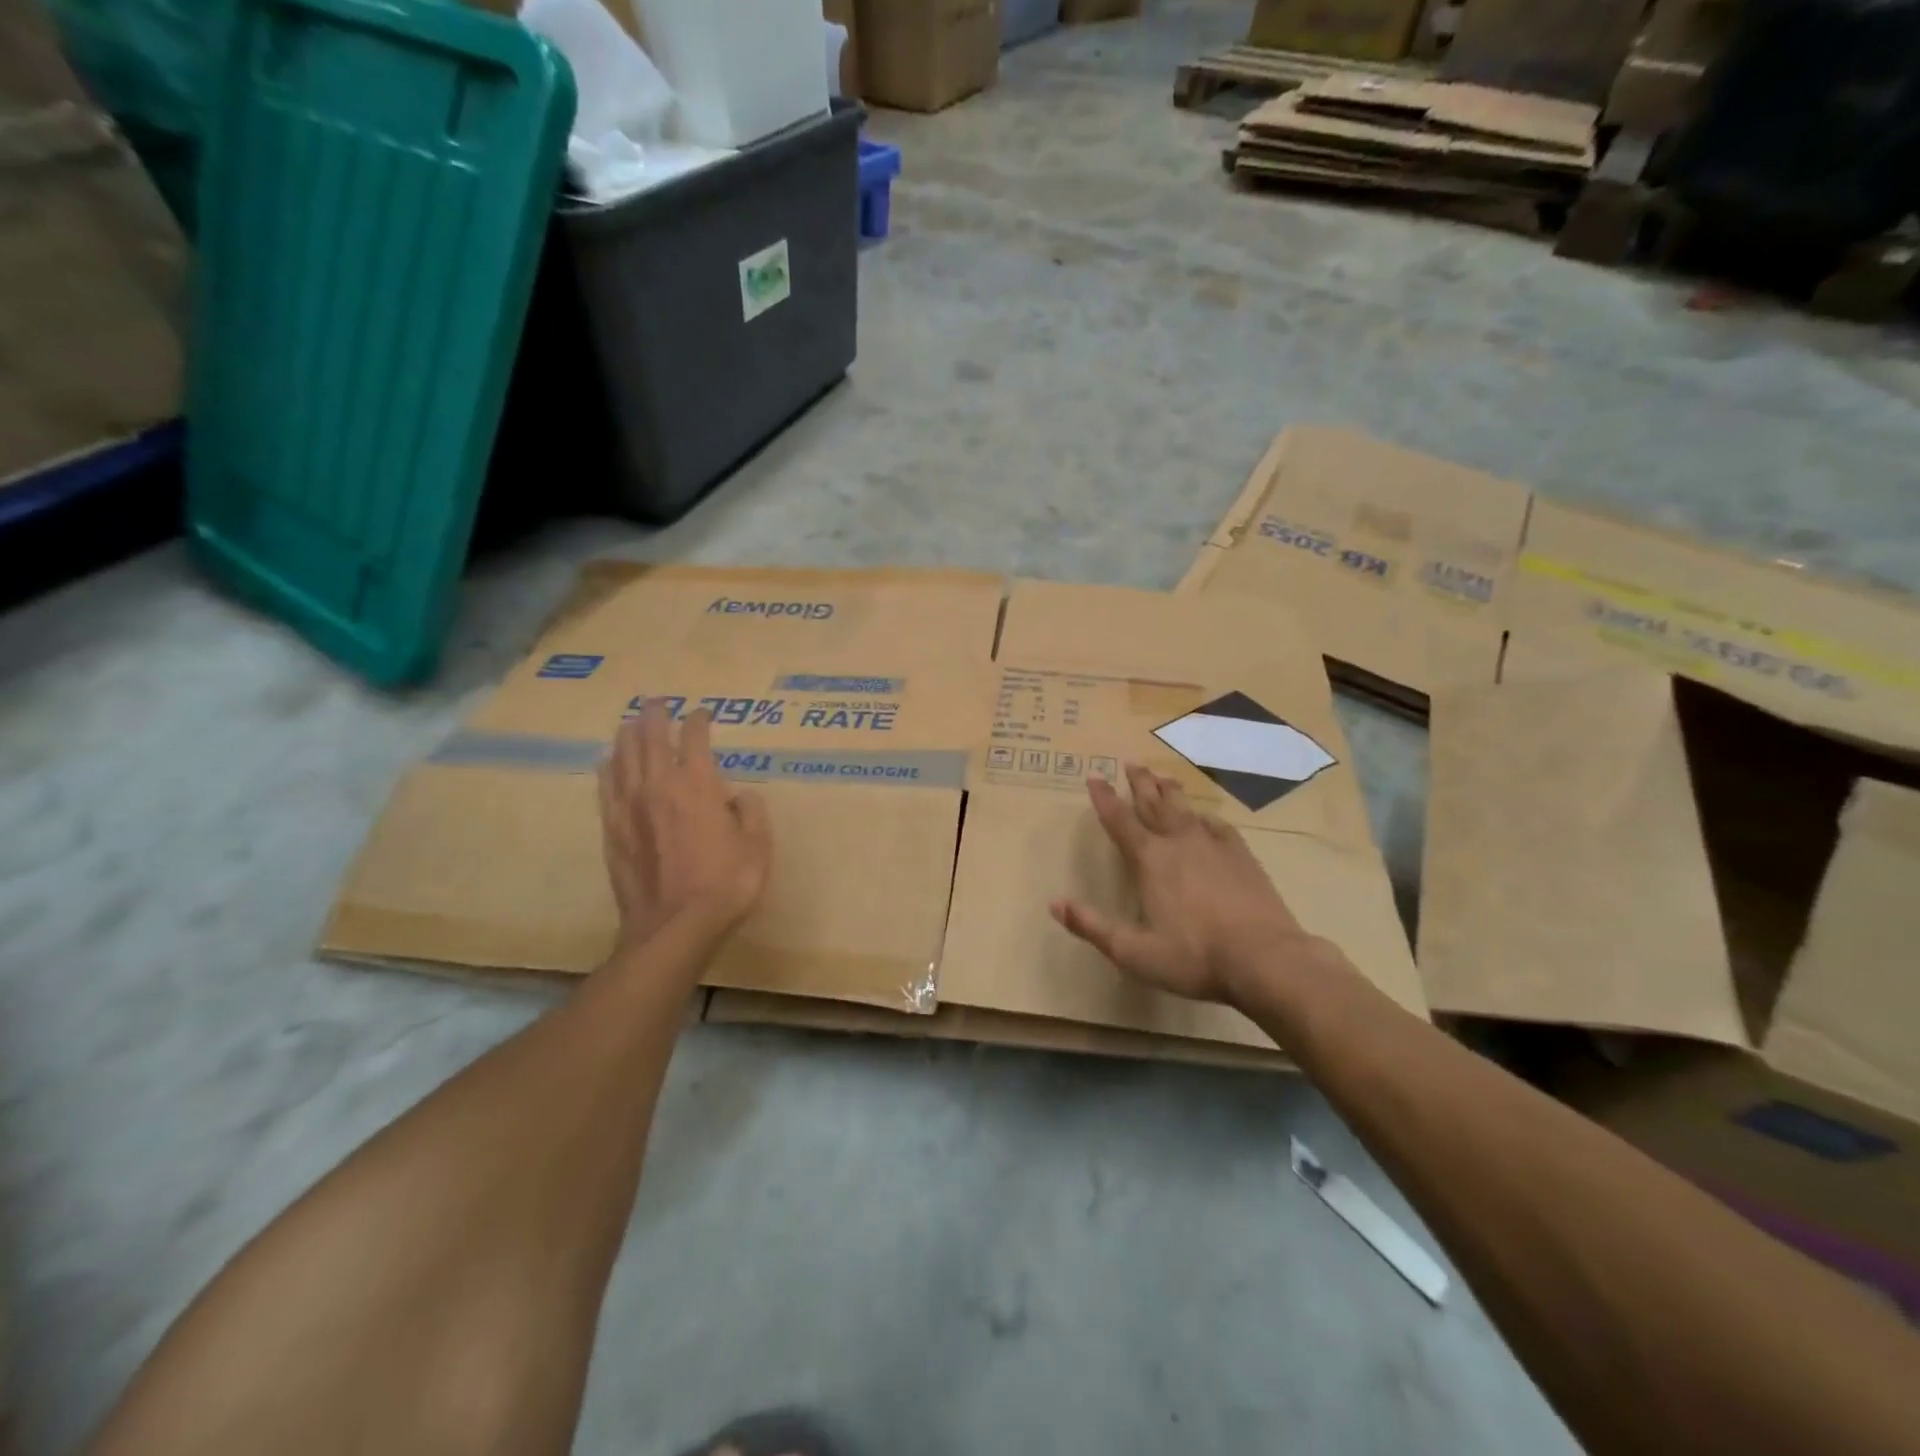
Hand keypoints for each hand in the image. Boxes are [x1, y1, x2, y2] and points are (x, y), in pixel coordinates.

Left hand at [599, 701, 771, 954]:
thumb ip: (752, 813)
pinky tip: (607, 762)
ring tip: (630, 723)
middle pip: (651, 739)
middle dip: (655, 716)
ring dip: (628, 736)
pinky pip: (606, 788)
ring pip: (623, 758)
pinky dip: (608, 769)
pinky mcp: (612, 830)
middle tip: (657, 702)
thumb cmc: (725, 886)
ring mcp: (630, 808)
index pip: (694, 740)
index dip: (698, 722)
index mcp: (698, 786)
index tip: (702, 714)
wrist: (674, 927)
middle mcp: (660, 787)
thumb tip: (740, 796)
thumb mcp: (758, 848)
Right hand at [1050, 765, 1316, 1005]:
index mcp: (1150, 860)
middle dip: (1139, 784)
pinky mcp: (1241, 856)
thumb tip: (1054, 903)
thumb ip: (1092, 927)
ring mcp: (1213, 846)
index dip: (1104, 799)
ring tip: (1163, 777)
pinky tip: (1204, 816)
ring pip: (1185, 809)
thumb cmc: (1194, 957)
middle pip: (1154, 804)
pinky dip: (1204, 816)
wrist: (1265, 958)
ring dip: (1170, 791)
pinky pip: (1217, 825)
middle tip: (1131, 763)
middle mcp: (1179, 843)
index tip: (1094, 778)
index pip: (1120, 821)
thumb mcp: (1134, 951)